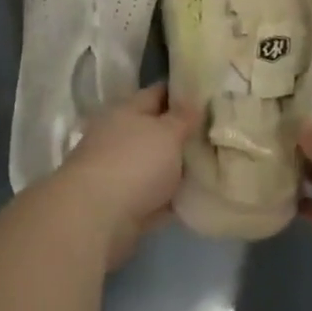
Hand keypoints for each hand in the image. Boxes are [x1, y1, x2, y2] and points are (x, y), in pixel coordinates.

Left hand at [47, 83, 197, 269]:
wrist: (96, 218)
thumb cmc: (135, 163)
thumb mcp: (168, 132)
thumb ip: (184, 117)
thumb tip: (194, 101)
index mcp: (126, 110)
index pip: (158, 93)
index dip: (183, 92)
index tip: (209, 97)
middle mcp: (118, 136)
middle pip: (155, 129)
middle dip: (182, 133)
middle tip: (215, 135)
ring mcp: (117, 170)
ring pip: (154, 163)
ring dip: (176, 166)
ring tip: (211, 166)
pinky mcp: (120, 203)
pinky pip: (152, 194)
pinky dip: (169, 196)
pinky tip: (194, 197)